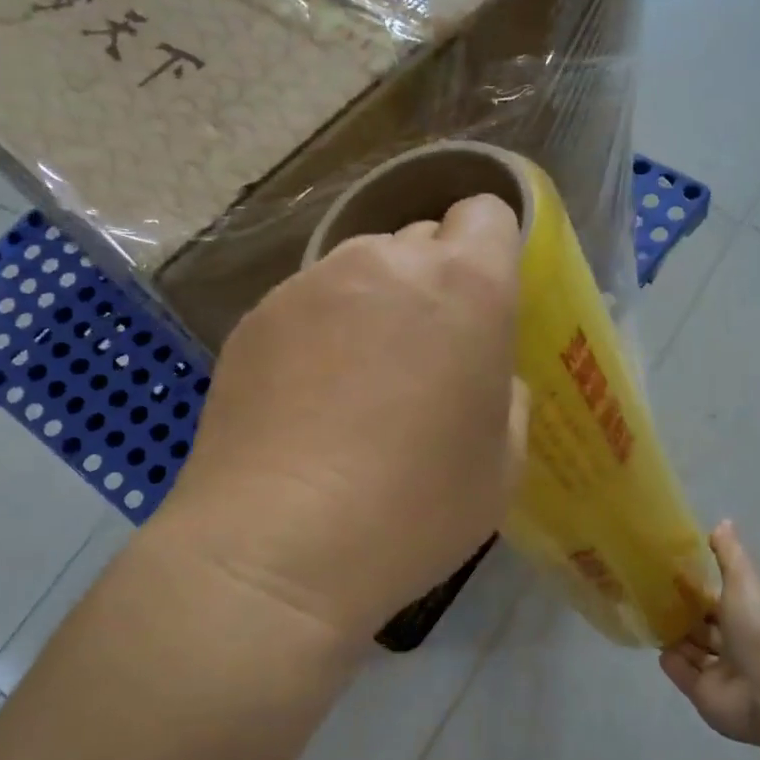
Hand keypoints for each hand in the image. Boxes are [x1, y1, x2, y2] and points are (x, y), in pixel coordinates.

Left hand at [169, 195, 524, 641]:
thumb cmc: (417, 508)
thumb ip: (505, 394)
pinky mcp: (255, 317)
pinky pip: (307, 305)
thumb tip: (480, 373)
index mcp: (466, 286)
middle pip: (421, 241)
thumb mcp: (504, 462)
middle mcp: (386, 264)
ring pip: (360, 272)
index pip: (485, 213)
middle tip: (424, 358)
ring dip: (373, 307)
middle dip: (432, 284)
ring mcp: (310, 284)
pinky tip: (307, 402)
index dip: (490, 251)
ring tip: (358, 386)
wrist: (279, 545)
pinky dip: (319, 334)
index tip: (484, 305)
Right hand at [661, 522, 759, 744]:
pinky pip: (683, 673)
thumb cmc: (759, 628)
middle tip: (650, 593)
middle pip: (705, 623)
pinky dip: (672, 661)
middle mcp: (737, 641)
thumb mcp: (745, 580)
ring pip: (693, 647)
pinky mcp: (705, 694)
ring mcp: (722, 670)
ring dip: (674, 635)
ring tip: (646, 616)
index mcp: (750, 612)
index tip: (671, 569)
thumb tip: (722, 522)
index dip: (699, 584)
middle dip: (683, 611)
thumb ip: (730, 554)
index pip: (721, 595)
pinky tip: (658, 647)